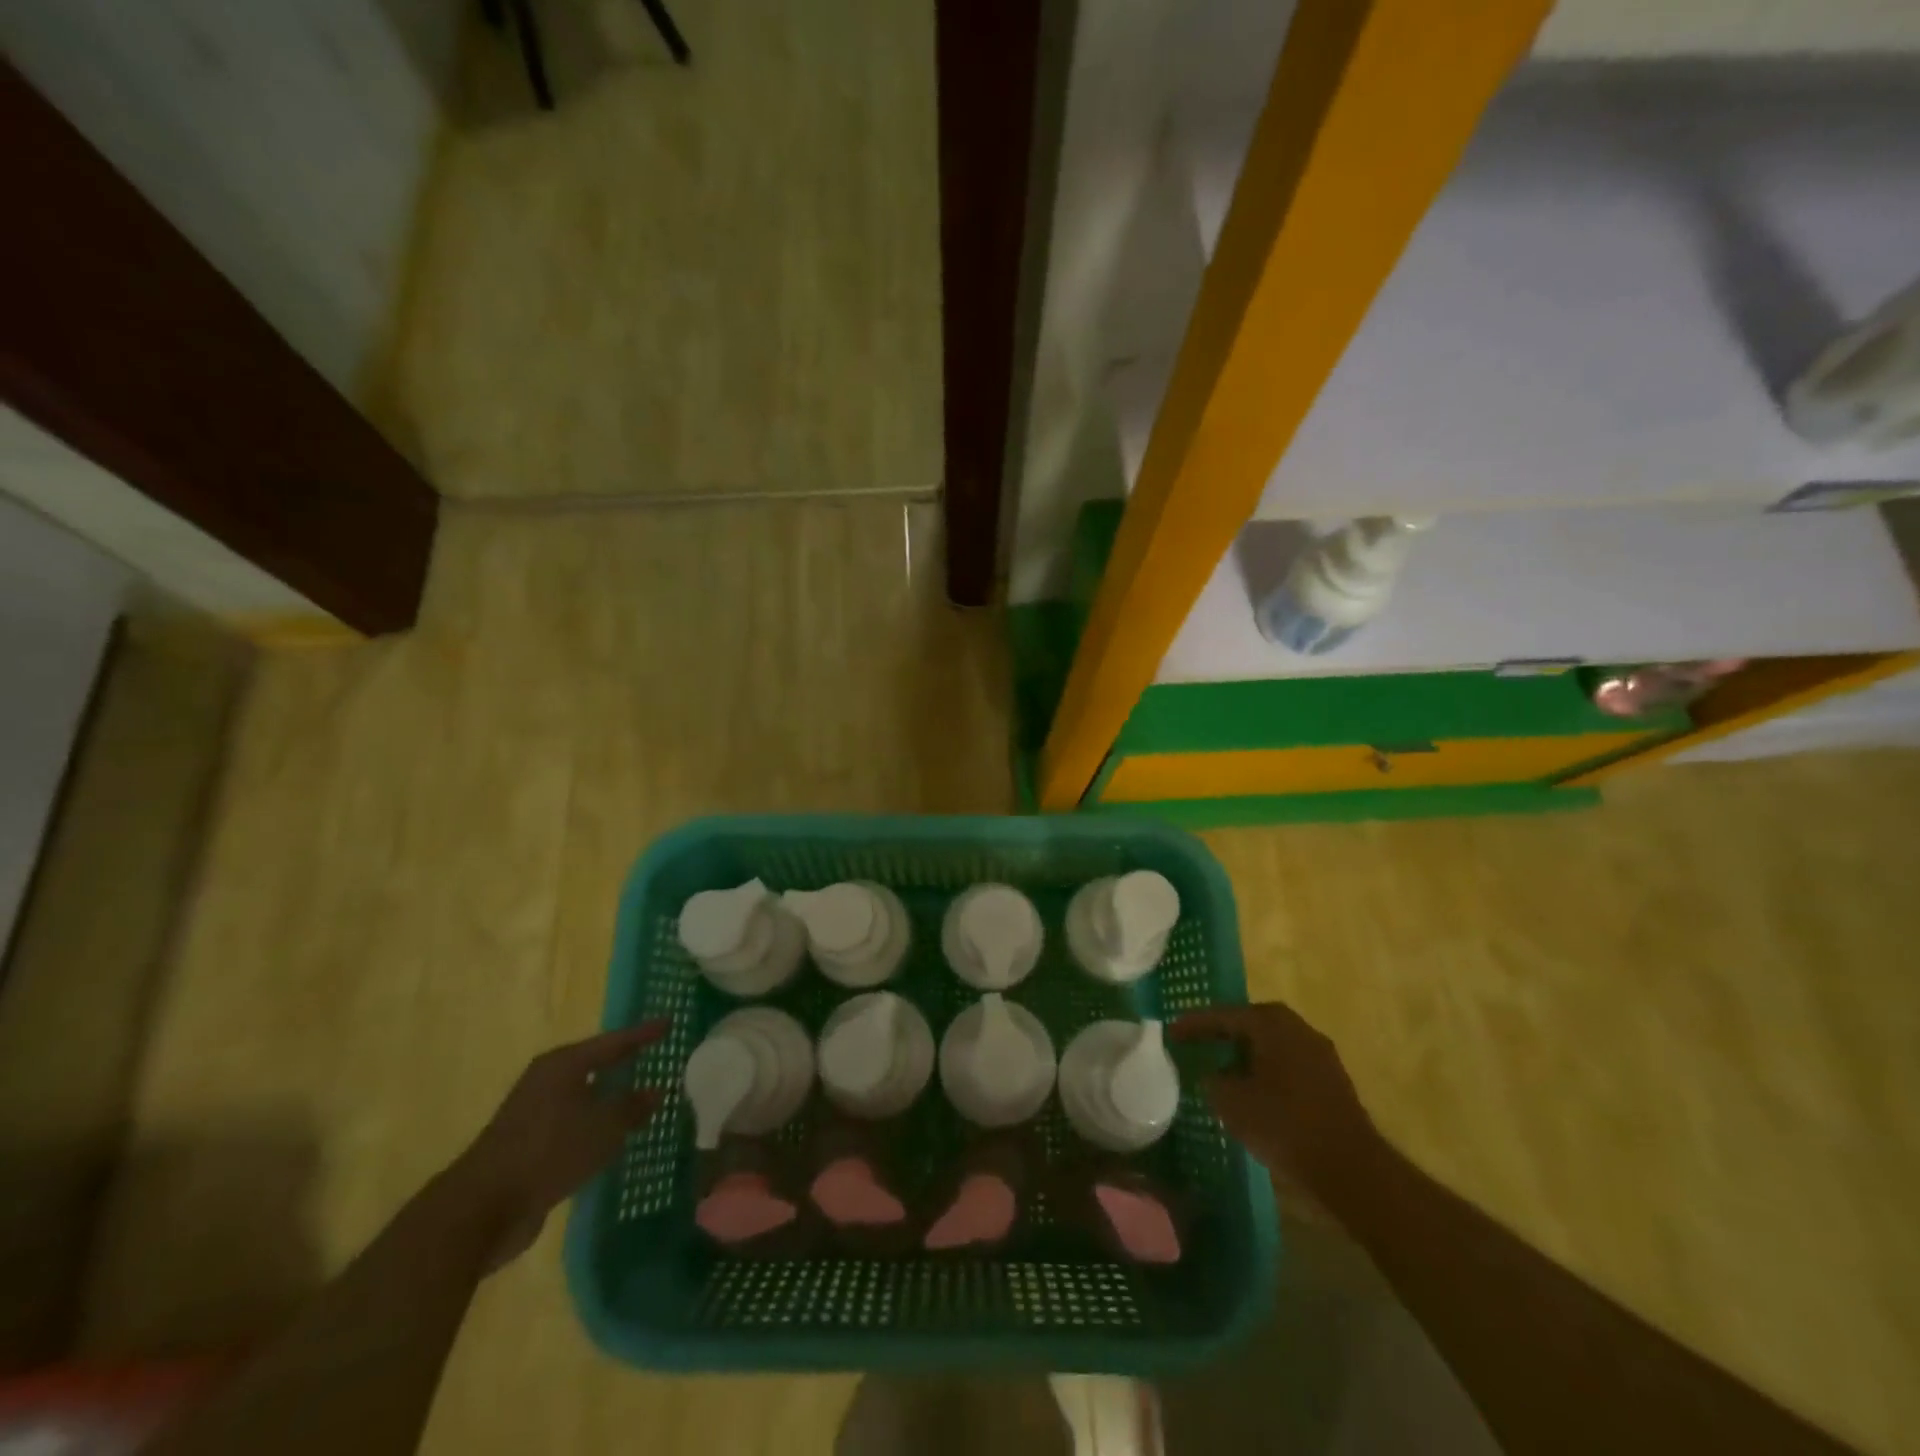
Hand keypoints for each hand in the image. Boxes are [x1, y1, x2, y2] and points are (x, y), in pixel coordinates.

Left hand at [449, 1020, 668, 1266]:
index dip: (643, 1033)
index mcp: (563, 1064)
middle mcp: (547, 1081)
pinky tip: (611, 1136)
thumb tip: (656, 1091)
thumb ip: (632, 1107)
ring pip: (583, 1096)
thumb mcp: (603, 1127)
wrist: (482, 1208)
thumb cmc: (549, 1151)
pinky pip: (573, 1124)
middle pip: (594, 1064)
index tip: (669, 1022)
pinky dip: (594, 1125)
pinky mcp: (528, 1145)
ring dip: (609, 1097)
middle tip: (655, 1056)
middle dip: (624, 1062)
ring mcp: (534, 1113)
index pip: (614, 1041)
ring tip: (640, 1097)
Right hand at [1170, 1002, 1372, 1191]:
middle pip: (1250, 1025)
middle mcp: (1298, 1027)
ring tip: (1223, 1071)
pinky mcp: (1332, 1081)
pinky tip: (1255, 1092)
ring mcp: (1320, 1053)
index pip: (1224, 1015)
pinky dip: (1267, 1071)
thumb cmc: (1284, 1124)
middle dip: (1223, 1035)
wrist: (1350, 1167)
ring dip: (1246, 1055)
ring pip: (1272, 1045)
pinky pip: (1288, 1065)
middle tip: (1197, 1044)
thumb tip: (1212, 1075)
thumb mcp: (1232, 1103)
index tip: (1172, 1032)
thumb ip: (1213, 1081)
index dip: (1194, 1024)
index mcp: (1271, 1022)